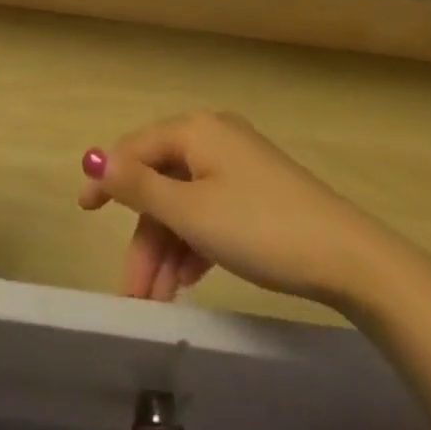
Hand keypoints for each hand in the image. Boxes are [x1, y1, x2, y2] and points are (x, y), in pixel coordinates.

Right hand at [78, 110, 394, 307]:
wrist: (346, 257)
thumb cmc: (259, 226)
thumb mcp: (191, 212)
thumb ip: (138, 186)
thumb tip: (92, 156)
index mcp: (195, 129)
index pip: (137, 147)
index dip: (107, 177)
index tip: (84, 211)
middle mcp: (212, 137)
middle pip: (161, 181)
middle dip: (144, 235)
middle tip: (132, 290)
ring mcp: (237, 165)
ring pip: (186, 202)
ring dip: (167, 249)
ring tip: (158, 300)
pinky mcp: (256, 192)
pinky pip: (210, 211)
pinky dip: (194, 244)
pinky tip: (187, 281)